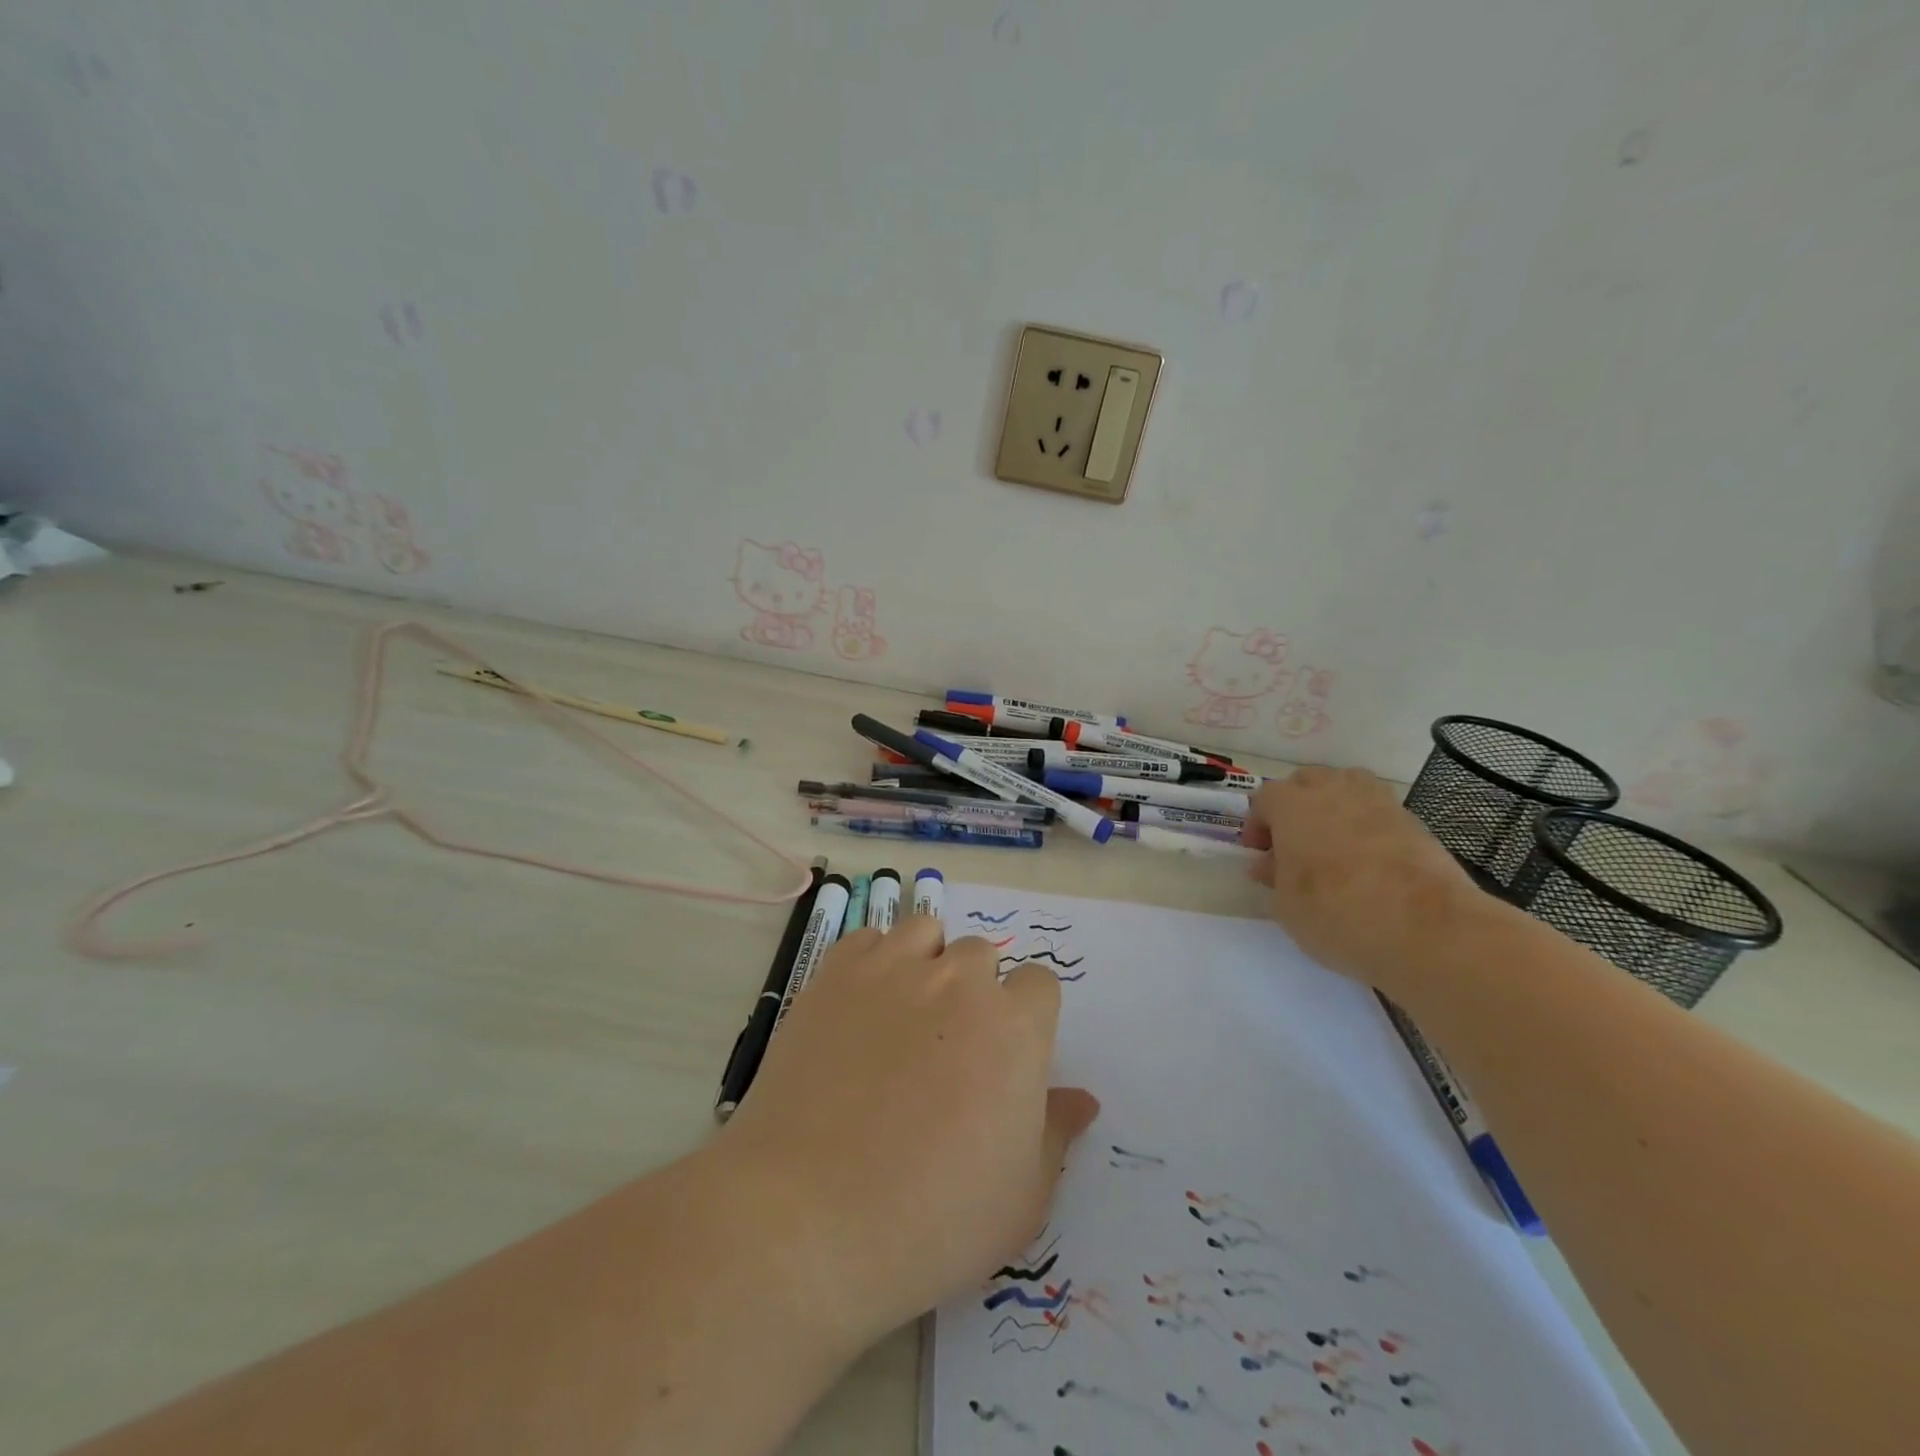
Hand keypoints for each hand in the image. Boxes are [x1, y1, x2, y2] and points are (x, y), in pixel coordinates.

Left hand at [717, 916, 1098, 1348]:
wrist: (808, 1217)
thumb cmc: (931, 1221)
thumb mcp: (1020, 1200)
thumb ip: (1056, 1133)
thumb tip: (1082, 1098)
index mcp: (1015, 1027)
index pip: (1040, 984)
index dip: (1027, 1017)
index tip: (1005, 1056)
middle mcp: (960, 981)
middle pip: (982, 956)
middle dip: (976, 991)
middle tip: (950, 1049)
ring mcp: (894, 969)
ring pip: (928, 933)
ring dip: (928, 963)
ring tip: (905, 1016)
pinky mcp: (837, 973)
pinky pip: (870, 940)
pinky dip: (875, 961)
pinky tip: (861, 1007)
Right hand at [1244, 767, 1478, 995]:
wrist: (1427, 929)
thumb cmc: (1336, 912)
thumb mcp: (1286, 905)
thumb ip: (1273, 878)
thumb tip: (1270, 865)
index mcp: (1291, 804)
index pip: (1263, 799)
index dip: (1257, 826)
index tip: (1260, 856)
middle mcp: (1333, 790)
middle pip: (1306, 782)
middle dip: (1295, 808)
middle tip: (1293, 846)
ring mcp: (1378, 801)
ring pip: (1346, 789)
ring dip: (1333, 809)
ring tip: (1332, 847)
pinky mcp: (1413, 822)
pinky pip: (1377, 812)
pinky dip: (1367, 827)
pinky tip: (1368, 862)